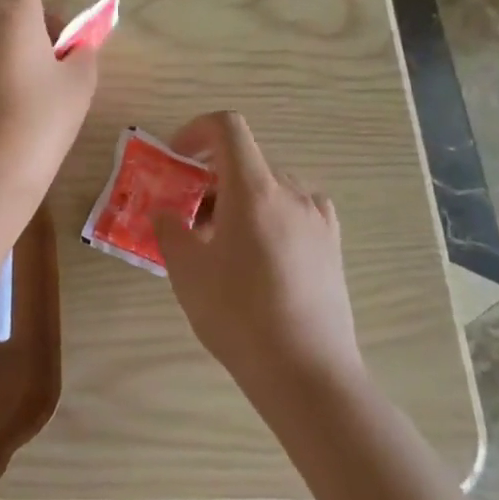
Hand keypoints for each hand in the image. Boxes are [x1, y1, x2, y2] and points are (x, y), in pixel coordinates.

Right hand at [151, 111, 361, 390]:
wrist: (307, 372)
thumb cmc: (238, 313)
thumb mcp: (186, 270)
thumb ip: (169, 229)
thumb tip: (166, 213)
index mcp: (255, 189)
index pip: (228, 127)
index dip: (196, 130)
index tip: (176, 159)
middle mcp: (292, 193)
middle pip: (245, 161)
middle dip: (209, 177)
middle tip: (187, 215)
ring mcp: (318, 219)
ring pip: (269, 187)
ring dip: (238, 198)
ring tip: (220, 242)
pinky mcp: (332, 246)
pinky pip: (292, 211)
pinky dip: (266, 216)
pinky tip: (256, 257)